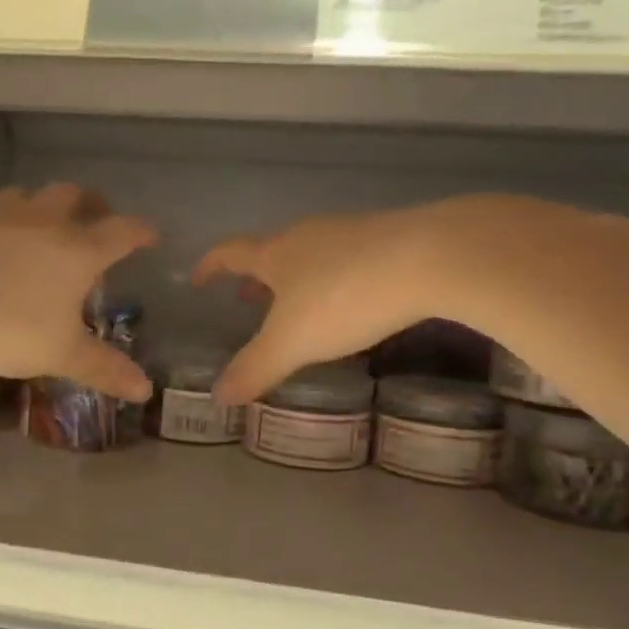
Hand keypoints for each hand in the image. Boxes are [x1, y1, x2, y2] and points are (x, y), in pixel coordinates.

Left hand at [0, 184, 156, 399]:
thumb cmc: (7, 327)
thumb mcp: (61, 354)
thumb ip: (104, 368)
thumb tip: (145, 390)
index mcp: (79, 251)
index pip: (122, 231)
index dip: (141, 231)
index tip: (152, 235)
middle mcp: (45, 223)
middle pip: (75, 196)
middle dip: (92, 204)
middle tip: (97, 219)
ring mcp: (2, 218)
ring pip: (32, 195)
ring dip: (46, 203)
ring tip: (47, 222)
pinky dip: (9, 218)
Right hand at [194, 204, 453, 403]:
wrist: (431, 257)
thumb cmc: (344, 297)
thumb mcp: (293, 342)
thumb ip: (255, 368)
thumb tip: (217, 396)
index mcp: (276, 254)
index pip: (230, 253)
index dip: (211, 265)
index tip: (197, 278)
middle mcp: (308, 235)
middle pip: (273, 251)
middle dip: (258, 277)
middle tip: (249, 301)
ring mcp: (350, 232)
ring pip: (312, 254)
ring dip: (297, 278)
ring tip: (300, 306)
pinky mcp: (389, 238)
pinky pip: (348, 258)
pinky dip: (335, 278)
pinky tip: (353, 301)